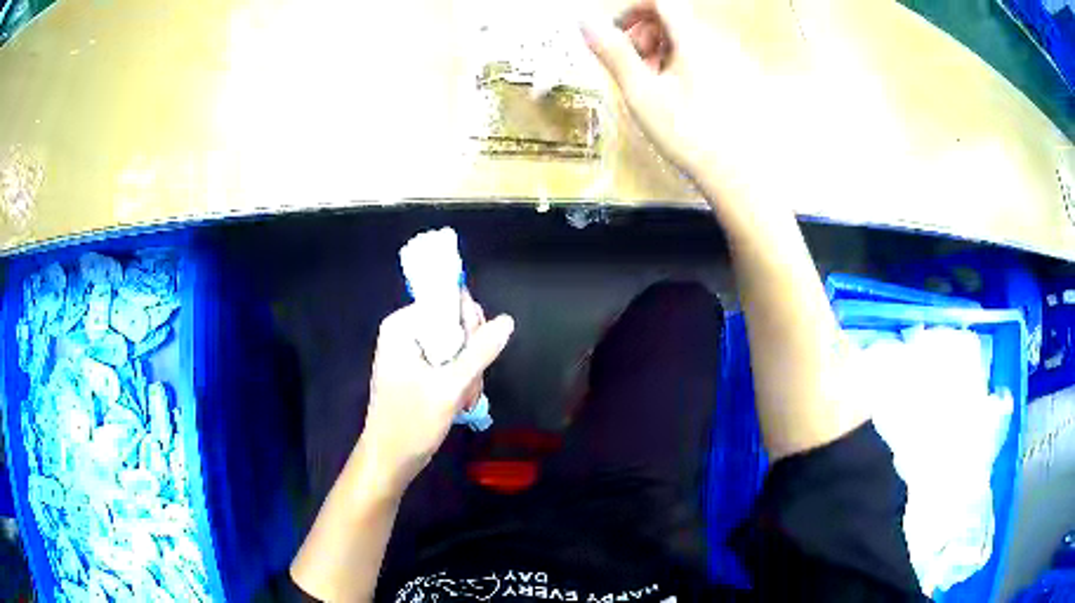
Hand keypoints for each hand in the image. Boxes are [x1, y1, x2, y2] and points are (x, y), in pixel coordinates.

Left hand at [359, 293, 514, 491]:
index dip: (469, 323)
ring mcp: (410, 351)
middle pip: (453, 323)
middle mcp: (405, 331)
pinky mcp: (417, 369)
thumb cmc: (412, 422)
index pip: (447, 302)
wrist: (390, 459)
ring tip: (466, 398)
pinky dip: (459, 379)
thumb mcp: (450, 386)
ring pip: (456, 345)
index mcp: (403, 326)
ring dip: (468, 371)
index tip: (478, 352)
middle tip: (471, 382)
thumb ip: (480, 351)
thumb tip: (507, 320)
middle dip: (470, 352)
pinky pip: (448, 360)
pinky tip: (461, 400)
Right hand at [581, 0, 775, 184]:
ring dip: (660, 52)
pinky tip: (675, 95)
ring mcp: (728, 62)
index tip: (617, 35)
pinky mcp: (735, 80)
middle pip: (672, 20)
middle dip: (644, 35)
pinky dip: (679, 65)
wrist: (736, 175)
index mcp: (694, 40)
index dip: (632, 11)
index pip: (660, 2)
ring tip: (652, 85)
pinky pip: (702, 57)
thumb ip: (613, 53)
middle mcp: (715, 43)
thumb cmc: (687, 133)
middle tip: (632, 67)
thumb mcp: (641, 92)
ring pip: (686, 40)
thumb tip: (584, 20)